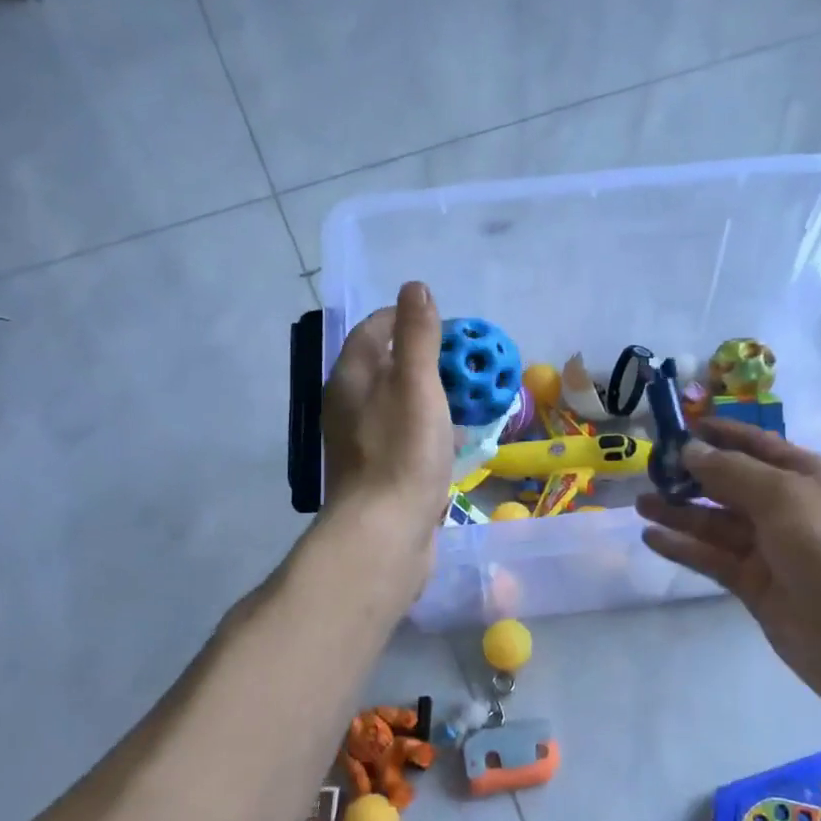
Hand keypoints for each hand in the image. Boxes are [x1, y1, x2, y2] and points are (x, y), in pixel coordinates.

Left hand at [321, 282, 453, 564]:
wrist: (385, 533)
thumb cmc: (403, 451)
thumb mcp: (416, 383)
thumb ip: (418, 335)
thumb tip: (415, 287)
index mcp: (351, 377)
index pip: (376, 329)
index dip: (409, 318)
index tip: (448, 326)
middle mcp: (350, 405)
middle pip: (389, 365)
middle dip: (427, 358)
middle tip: (467, 364)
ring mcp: (364, 441)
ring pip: (401, 402)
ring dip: (433, 394)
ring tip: (470, 397)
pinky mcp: (381, 471)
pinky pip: (408, 435)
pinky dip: (431, 427)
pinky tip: (457, 438)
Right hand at [635, 418, 820, 719]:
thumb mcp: (786, 498)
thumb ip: (733, 472)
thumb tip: (690, 449)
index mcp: (809, 478)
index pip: (758, 446)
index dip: (721, 435)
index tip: (680, 427)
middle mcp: (789, 510)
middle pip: (732, 484)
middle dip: (693, 475)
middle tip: (649, 469)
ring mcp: (771, 550)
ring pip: (716, 523)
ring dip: (680, 511)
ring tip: (641, 503)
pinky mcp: (754, 586)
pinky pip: (712, 558)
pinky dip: (684, 547)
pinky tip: (651, 537)